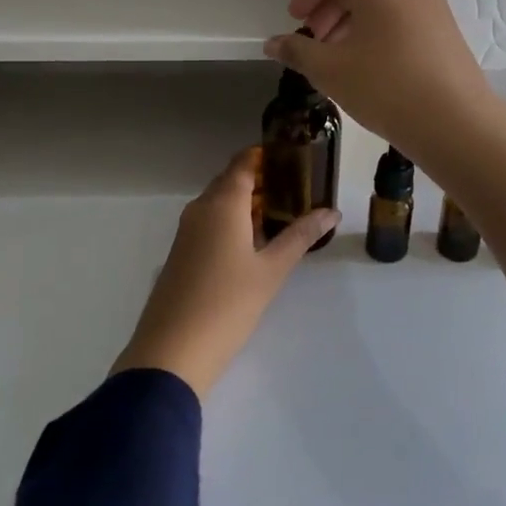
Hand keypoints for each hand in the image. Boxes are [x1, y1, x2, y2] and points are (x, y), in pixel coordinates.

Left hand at [111, 148, 337, 399]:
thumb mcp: (271, 270)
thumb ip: (301, 236)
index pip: (244, 163)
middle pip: (231, 181)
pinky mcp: (181, 253)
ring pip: (220, 203)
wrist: (173, 349)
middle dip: (262, 180)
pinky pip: (210, 222)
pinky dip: (232, 221)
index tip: (294, 158)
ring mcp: (186, 231)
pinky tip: (254, 242)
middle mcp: (200, 208)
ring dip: (247, 203)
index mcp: (222, 203)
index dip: (266, 156)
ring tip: (282, 214)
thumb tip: (332, 212)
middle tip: (297, 189)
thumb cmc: (228, 303)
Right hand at [264, 0, 497, 163]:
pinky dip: (376, 25)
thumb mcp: (330, 70)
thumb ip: (297, 50)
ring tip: (336, 55)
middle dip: (328, 5)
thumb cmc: (385, 87)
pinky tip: (367, 61)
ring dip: (350, 17)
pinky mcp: (445, 21)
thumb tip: (273, 44)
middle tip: (313, 40)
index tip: (295, 20)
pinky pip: (400, 10)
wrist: (454, 121)